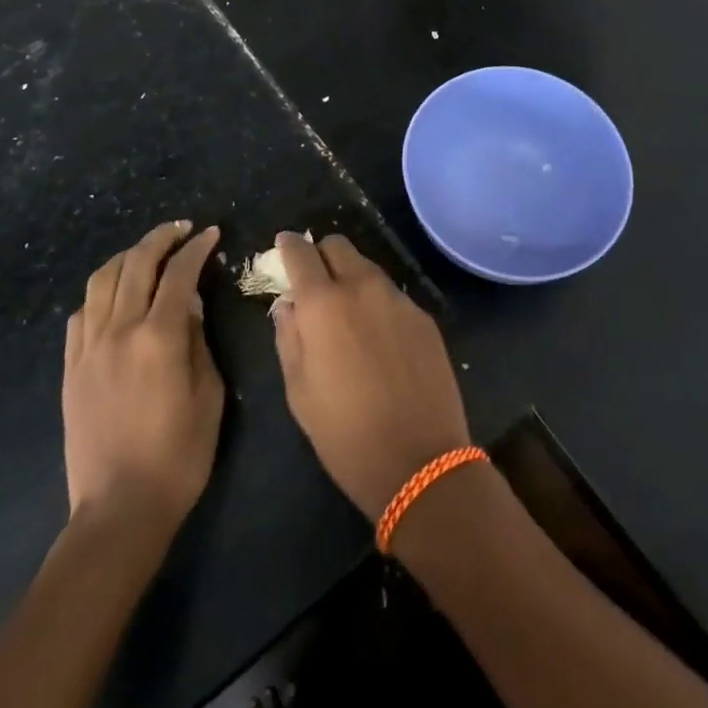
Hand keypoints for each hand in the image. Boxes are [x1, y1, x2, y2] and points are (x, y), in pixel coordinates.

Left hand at [63, 222, 223, 534]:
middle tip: (181, 229)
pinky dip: (100, 292)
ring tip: (147, 253)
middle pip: (136, 264)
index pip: (179, 274)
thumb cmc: (179, 454)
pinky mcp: (70, 367)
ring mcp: (88, 348)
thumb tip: (188, 303)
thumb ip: (197, 339)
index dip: (197, 248)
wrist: (120, 508)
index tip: (210, 234)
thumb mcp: (208, 393)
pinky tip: (115, 296)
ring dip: (127, 257)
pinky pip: (81, 313)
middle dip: (161, 238)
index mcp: (158, 338)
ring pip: (102, 280)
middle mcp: (119, 331)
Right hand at [271, 234, 470, 518]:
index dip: (288, 247)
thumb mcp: (299, 391)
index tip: (283, 248)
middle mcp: (362, 287)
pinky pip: (392, 295)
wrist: (421, 462)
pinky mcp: (424, 317)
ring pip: (367, 268)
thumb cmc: (346, 435)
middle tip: (314, 283)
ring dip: (351, 278)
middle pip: (338, 245)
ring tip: (347, 315)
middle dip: (321, 255)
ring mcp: (398, 299)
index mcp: (323, 303)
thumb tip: (288, 305)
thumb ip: (288, 337)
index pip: (300, 252)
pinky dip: (377, 303)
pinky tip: (379, 339)